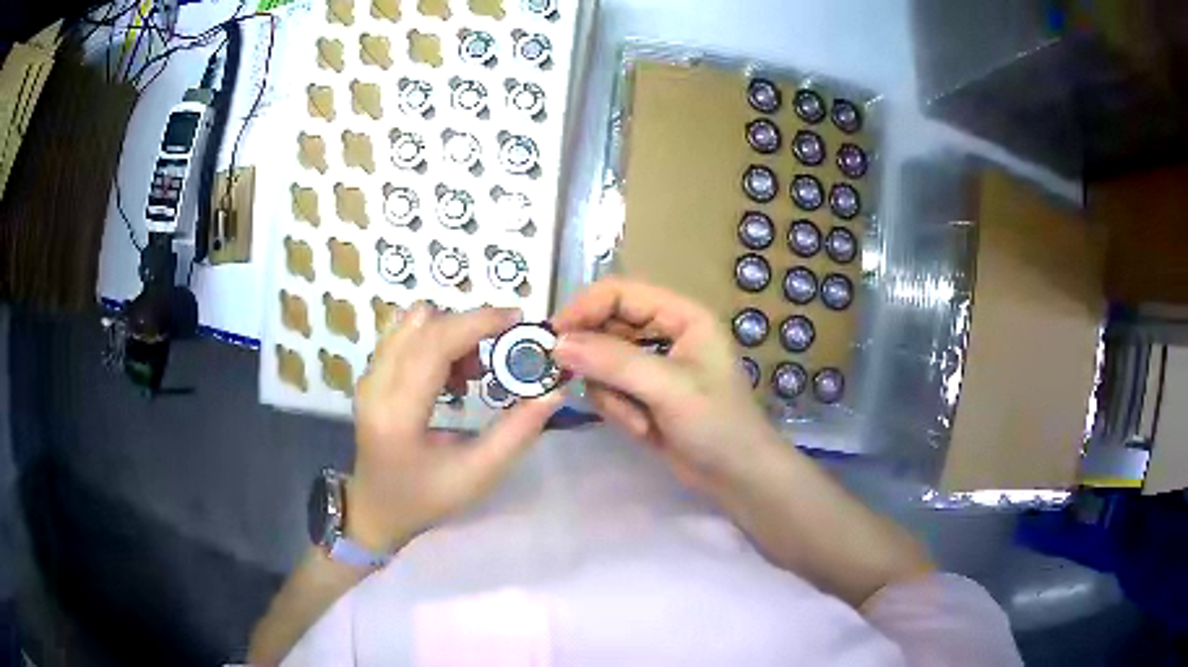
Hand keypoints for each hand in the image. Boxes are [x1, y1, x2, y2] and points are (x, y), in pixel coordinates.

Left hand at [348, 303, 562, 553]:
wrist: (377, 509)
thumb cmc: (426, 498)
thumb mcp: (478, 475)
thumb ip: (517, 433)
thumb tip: (553, 392)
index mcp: (397, 412)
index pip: (434, 344)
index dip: (477, 323)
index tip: (516, 318)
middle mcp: (375, 384)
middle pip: (423, 325)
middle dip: (468, 328)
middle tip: (498, 356)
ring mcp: (368, 376)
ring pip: (412, 324)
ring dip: (450, 333)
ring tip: (471, 373)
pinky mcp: (370, 375)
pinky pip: (405, 336)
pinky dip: (435, 341)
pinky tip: (449, 376)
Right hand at [550, 277, 782, 493]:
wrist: (736, 477)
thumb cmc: (716, 424)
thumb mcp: (668, 388)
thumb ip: (613, 362)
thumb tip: (557, 343)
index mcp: (681, 315)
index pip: (619, 293)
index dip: (584, 309)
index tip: (552, 337)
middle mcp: (664, 332)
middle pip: (605, 327)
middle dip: (594, 359)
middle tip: (568, 379)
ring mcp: (651, 364)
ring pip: (601, 362)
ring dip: (612, 394)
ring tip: (639, 420)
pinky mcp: (642, 393)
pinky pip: (608, 389)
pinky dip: (618, 410)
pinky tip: (644, 430)